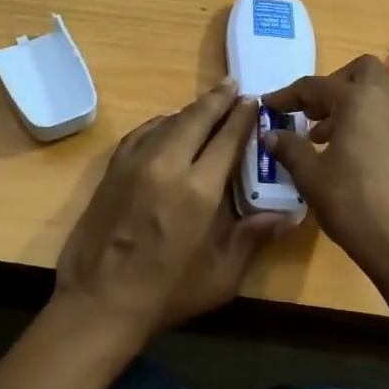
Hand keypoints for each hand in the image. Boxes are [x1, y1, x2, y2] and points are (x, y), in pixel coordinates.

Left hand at [52, 79, 290, 349]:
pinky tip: (167, 123)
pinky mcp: (113, 170)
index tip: (252, 101)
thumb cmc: (167, 293)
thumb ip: (253, 238)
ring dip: (190, 109)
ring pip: (167, 121)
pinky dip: (160, 122)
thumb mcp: (221, 275)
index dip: (242, 117)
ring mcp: (135, 164)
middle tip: (232, 86)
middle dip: (217, 100)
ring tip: (207, 103)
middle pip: (196, 118)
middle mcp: (167, 165)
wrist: (99, 302)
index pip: (226, 138)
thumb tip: (289, 216)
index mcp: (199, 190)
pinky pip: (141, 134)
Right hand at [263, 55, 388, 277]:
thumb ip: (289, 148)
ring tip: (322, 136)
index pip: (316, 86)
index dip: (288, 95)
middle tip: (311, 112)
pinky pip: (387, 116)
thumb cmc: (352, 202)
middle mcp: (388, 101)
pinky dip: (366, 121)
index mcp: (359, 100)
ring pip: (377, 94)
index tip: (269, 105)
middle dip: (332, 85)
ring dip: (349, 104)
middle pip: (360, 72)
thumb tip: (272, 134)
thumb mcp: (310, 175)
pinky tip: (347, 152)